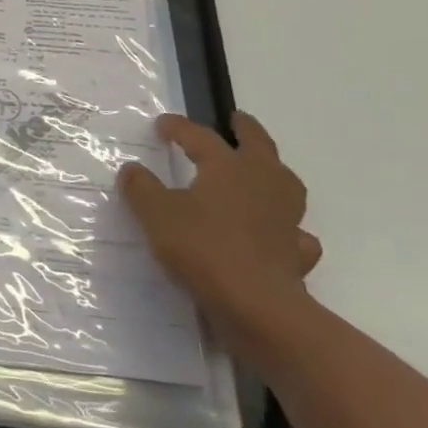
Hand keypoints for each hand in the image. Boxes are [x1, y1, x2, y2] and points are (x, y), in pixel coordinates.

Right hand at [118, 112, 321, 333]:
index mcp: (228, 166)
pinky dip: (288, 229)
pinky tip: (278, 234)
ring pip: (286, 185)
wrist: (257, 307)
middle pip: (259, 146)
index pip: (200, 136)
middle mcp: (262, 184)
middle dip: (246, 130)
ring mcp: (285, 219)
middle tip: (236, 119)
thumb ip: (142, 188)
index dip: (179, 127)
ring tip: (261, 173)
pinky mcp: (296, 254)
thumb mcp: (156, 214)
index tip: (161, 124)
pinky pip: (296, 234)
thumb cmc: (203, 248)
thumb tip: (132, 169)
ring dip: (273, 174)